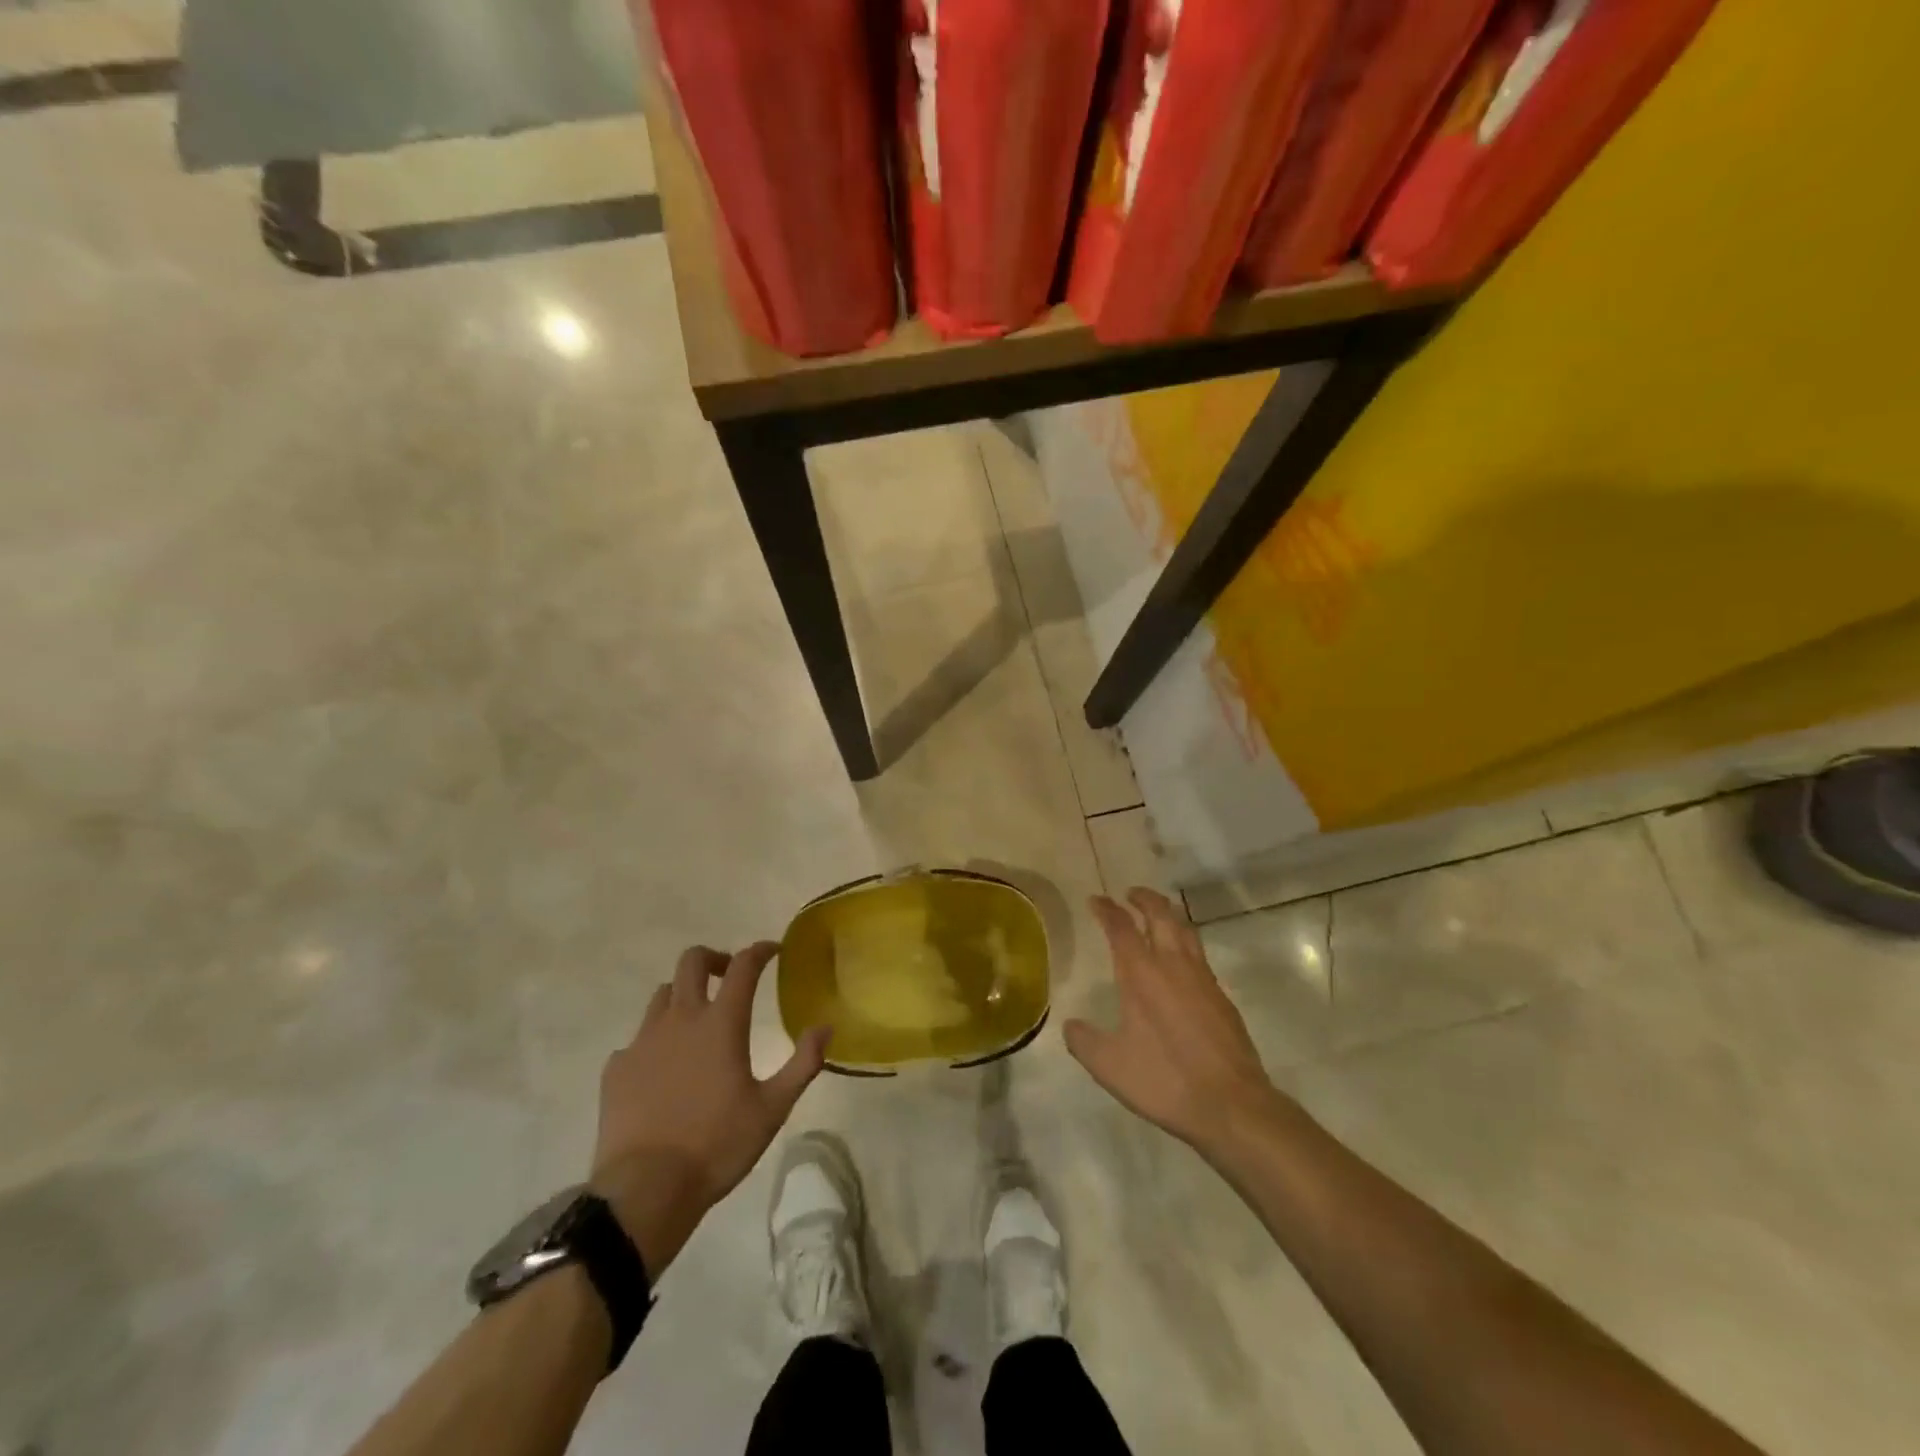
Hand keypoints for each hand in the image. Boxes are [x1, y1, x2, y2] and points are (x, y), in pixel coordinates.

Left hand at [590, 943, 830, 1276]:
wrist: (645, 1191)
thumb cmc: (717, 1145)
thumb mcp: (772, 1109)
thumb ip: (803, 1064)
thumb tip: (825, 1028)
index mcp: (721, 1023)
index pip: (744, 966)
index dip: (759, 951)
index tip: (772, 951)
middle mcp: (680, 1019)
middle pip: (692, 961)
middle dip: (714, 958)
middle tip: (729, 975)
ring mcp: (643, 1041)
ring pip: (662, 995)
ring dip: (683, 995)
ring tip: (696, 1021)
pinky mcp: (617, 1068)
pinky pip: (637, 1038)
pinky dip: (655, 1040)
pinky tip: (662, 1068)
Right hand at [1065, 890, 1280, 1157]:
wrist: (1232, 1105)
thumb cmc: (1165, 1080)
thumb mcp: (1109, 1066)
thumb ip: (1084, 1041)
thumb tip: (1071, 1025)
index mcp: (1142, 974)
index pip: (1121, 928)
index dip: (1107, 910)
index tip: (1096, 899)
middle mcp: (1173, 965)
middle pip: (1161, 915)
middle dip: (1144, 899)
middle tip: (1130, 893)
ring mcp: (1203, 979)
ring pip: (1185, 930)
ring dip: (1168, 914)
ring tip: (1157, 914)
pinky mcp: (1222, 997)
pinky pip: (1200, 954)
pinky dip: (1185, 941)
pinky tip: (1181, 960)